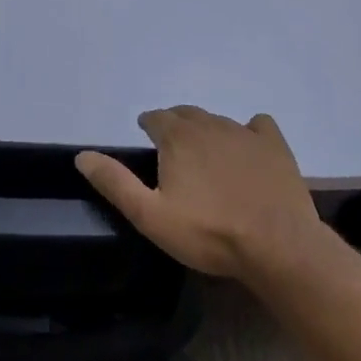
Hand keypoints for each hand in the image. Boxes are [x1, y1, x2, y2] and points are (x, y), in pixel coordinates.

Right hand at [76, 106, 321, 280]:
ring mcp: (245, 133)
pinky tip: (249, 148)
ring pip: (217, 120)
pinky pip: (258, 125)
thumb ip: (115, 183)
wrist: (277, 246)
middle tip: (172, 147)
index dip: (148, 126)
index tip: (146, 139)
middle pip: (185, 114)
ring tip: (204, 153)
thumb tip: (82, 155)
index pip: (155, 118)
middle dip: (175, 125)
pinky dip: (249, 131)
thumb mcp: (150, 215)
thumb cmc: (208, 232)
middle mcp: (209, 125)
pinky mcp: (274, 146)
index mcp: (177, 137)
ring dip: (206, 130)